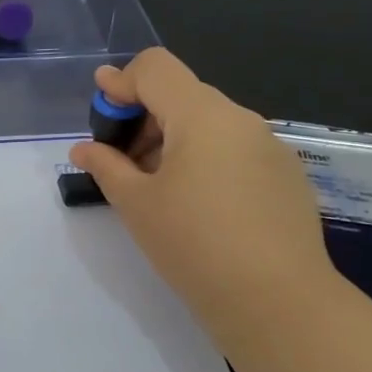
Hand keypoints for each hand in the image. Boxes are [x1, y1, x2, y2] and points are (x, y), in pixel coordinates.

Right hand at [68, 48, 341, 356]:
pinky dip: (208, 159)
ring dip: (175, 140)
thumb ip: (106, 166)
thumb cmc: (195, 245)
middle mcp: (241, 118)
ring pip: (211, 123)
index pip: (155, 68)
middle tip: (123, 162)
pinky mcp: (287, 175)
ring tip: (159, 188)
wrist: (278, 303)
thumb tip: (84, 149)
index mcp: (202, 115)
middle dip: (145, 117)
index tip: (102, 110)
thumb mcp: (137, 204)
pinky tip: (201, 206)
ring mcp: (270, 146)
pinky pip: (237, 149)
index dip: (122, 81)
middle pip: (182, 94)